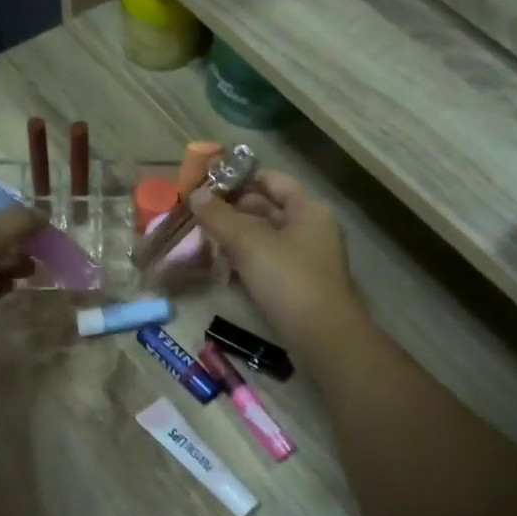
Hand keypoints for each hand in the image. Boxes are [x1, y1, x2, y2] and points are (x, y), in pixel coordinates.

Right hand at [189, 170, 359, 354]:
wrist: (321, 337)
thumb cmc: (288, 279)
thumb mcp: (248, 242)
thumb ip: (219, 216)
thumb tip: (195, 193)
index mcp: (308, 209)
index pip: (271, 180)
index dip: (240, 178)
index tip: (207, 183)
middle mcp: (310, 229)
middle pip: (266, 208)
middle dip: (232, 210)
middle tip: (197, 213)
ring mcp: (305, 259)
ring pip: (264, 238)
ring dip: (235, 237)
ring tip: (202, 238)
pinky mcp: (296, 286)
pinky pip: (266, 263)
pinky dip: (244, 261)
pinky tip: (220, 267)